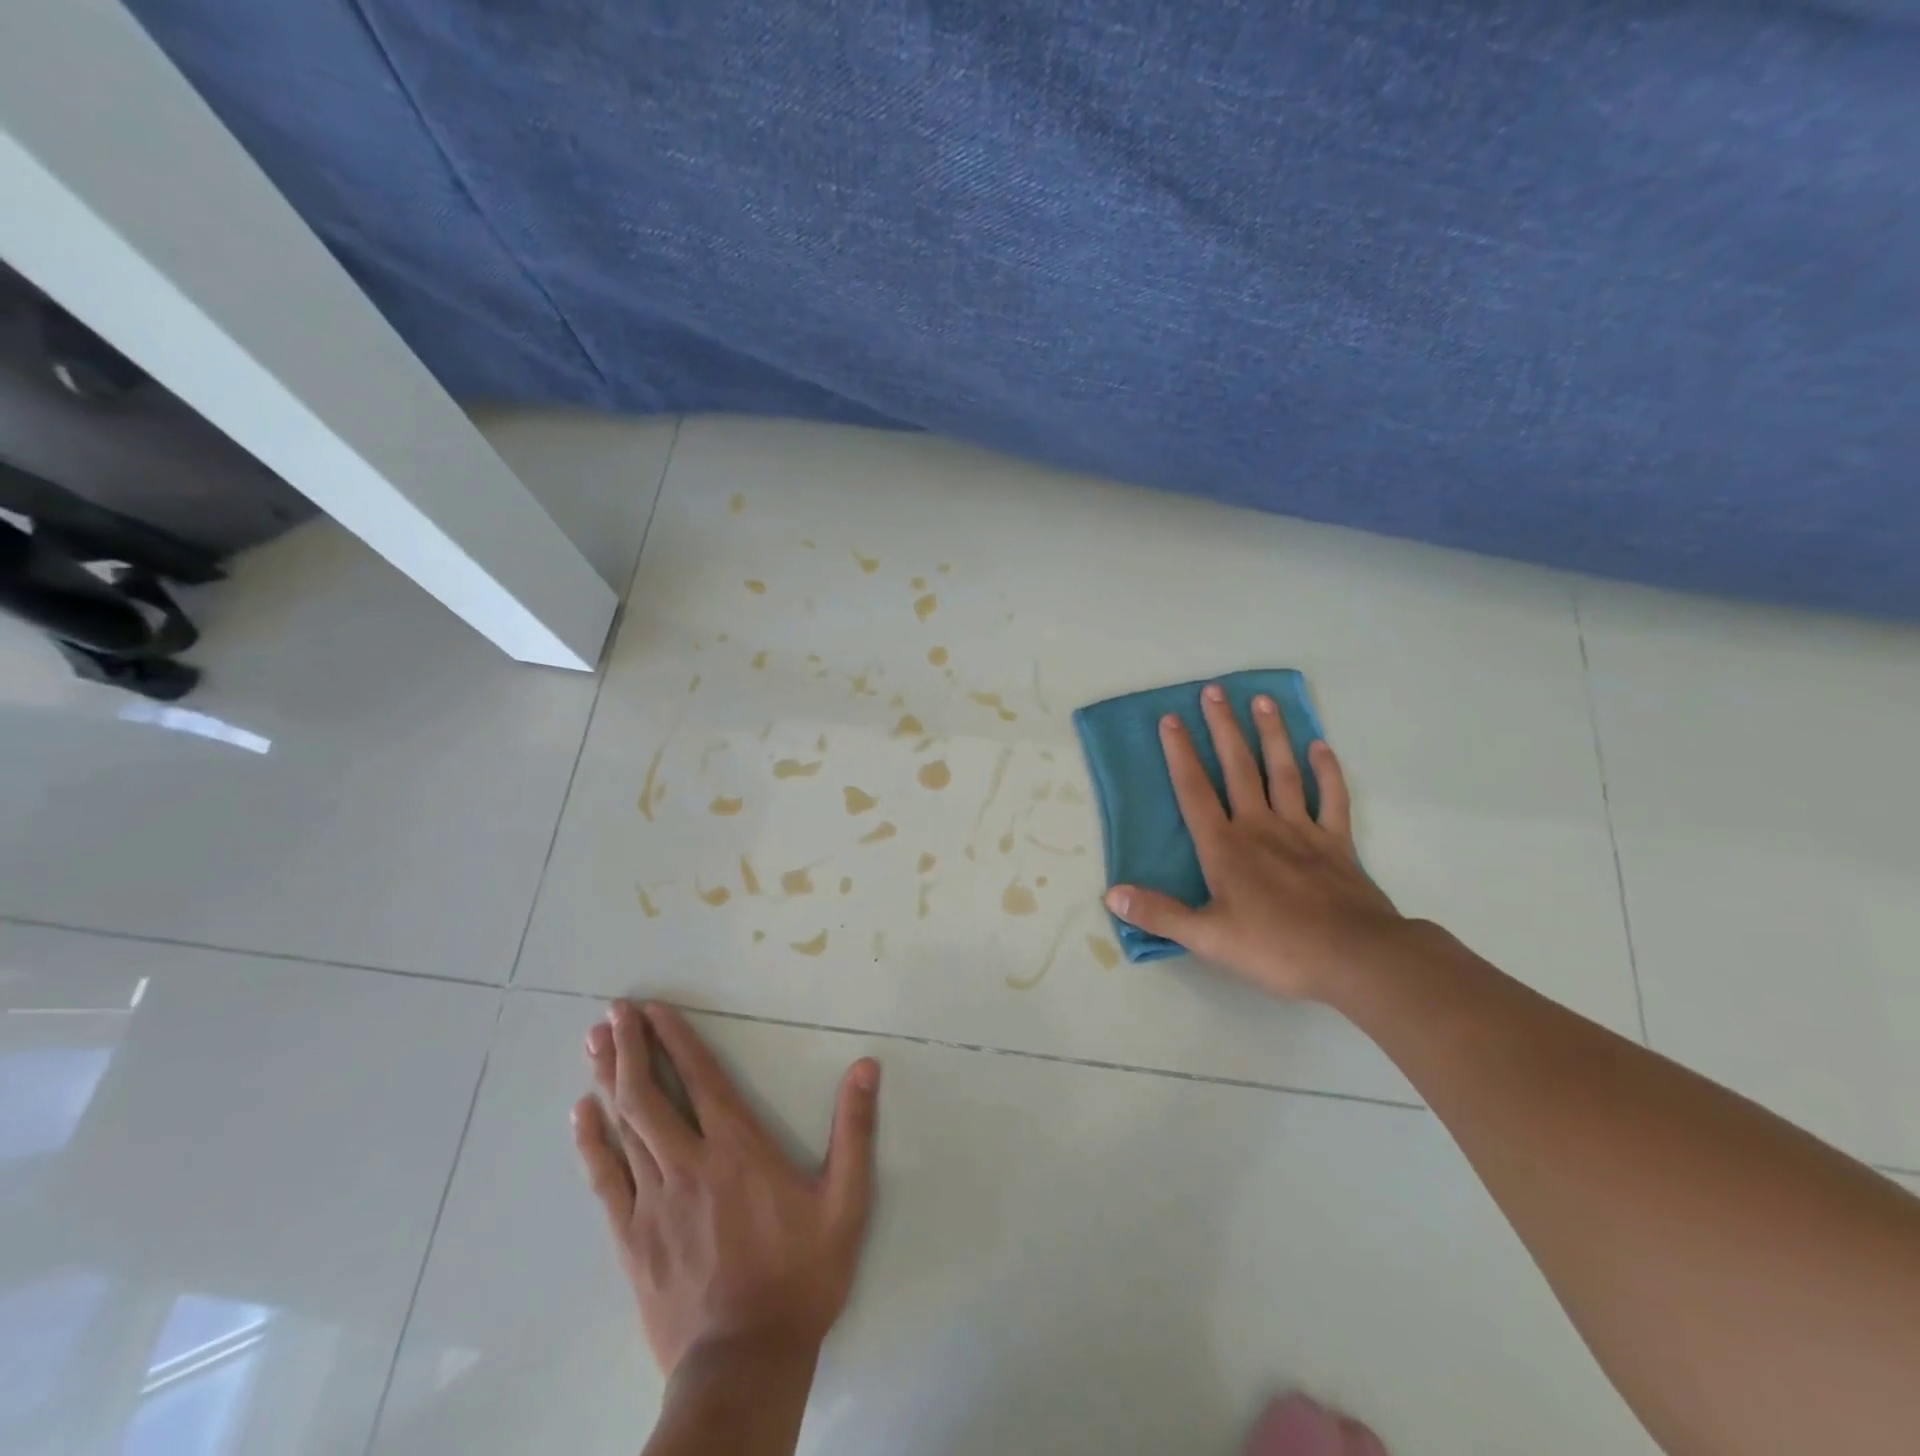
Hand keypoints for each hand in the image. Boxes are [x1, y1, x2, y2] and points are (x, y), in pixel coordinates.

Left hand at [572, 1000, 878, 1375]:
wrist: (743, 1365)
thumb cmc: (800, 1277)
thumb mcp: (846, 1202)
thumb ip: (855, 1130)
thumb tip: (865, 1066)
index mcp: (738, 1149)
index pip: (702, 1079)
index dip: (676, 1040)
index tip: (654, 1009)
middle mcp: (690, 1163)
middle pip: (651, 1094)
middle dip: (630, 1047)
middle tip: (612, 1011)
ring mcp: (654, 1201)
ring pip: (625, 1126)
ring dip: (608, 1078)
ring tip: (592, 1041)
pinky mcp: (631, 1238)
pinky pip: (605, 1178)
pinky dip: (591, 1141)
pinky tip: (580, 1112)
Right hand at [1104, 683, 1404, 1001]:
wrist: (1355, 958)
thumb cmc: (1276, 948)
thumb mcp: (1208, 938)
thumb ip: (1160, 914)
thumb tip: (1111, 894)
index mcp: (1225, 847)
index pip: (1195, 791)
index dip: (1180, 754)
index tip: (1170, 718)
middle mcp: (1260, 827)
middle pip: (1238, 768)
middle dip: (1223, 728)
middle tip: (1214, 690)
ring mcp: (1302, 831)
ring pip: (1283, 772)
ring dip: (1271, 735)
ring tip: (1262, 700)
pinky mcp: (1337, 843)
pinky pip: (1332, 798)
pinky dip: (1327, 771)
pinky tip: (1321, 747)